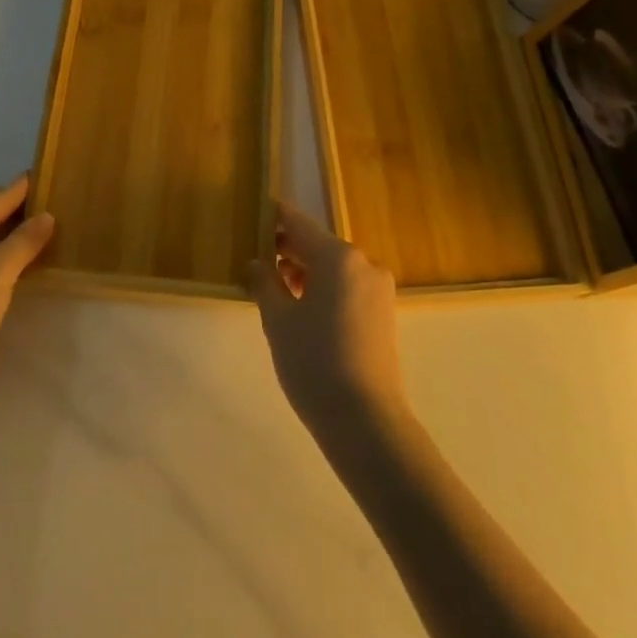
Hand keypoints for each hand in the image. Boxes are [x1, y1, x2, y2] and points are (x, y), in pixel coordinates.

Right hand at [248, 203, 408, 448]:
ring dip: (305, 270)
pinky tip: (302, 308)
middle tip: (256, 256)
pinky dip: (324, 288)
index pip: (298, 223)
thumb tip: (257, 263)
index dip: (274, 217)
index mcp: (338, 256)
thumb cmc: (314, 362)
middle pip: (318, 244)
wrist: (366, 422)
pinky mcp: (383, 313)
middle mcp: (363, 263)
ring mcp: (378, 289)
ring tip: (275, 287)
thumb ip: (264, 282)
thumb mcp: (278, 320)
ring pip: (333, 267)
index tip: (253, 214)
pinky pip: (347, 287)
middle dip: (287, 249)